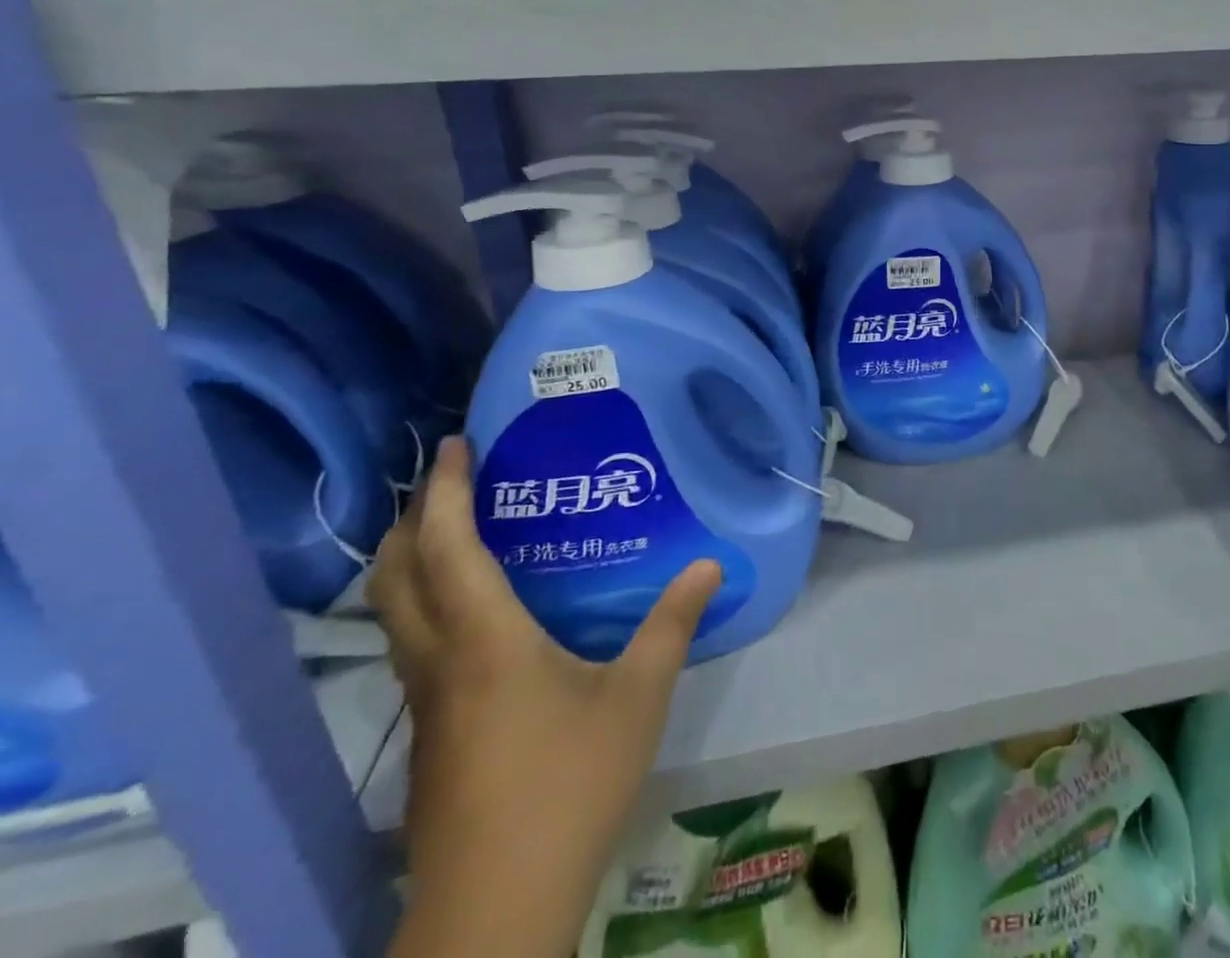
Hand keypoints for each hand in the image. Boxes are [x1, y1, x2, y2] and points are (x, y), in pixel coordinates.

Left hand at [372, 437, 719, 957]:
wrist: (495, 909)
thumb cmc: (568, 785)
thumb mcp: (639, 696)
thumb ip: (672, 623)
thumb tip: (709, 563)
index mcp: (484, 642)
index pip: (448, 549)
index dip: (446, 492)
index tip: (456, 445)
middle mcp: (440, 663)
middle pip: (396, 578)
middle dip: (413, 519)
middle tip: (452, 479)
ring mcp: (426, 703)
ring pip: (396, 614)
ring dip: (414, 560)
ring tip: (461, 529)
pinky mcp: (430, 734)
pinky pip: (416, 644)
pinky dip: (430, 601)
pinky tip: (479, 611)